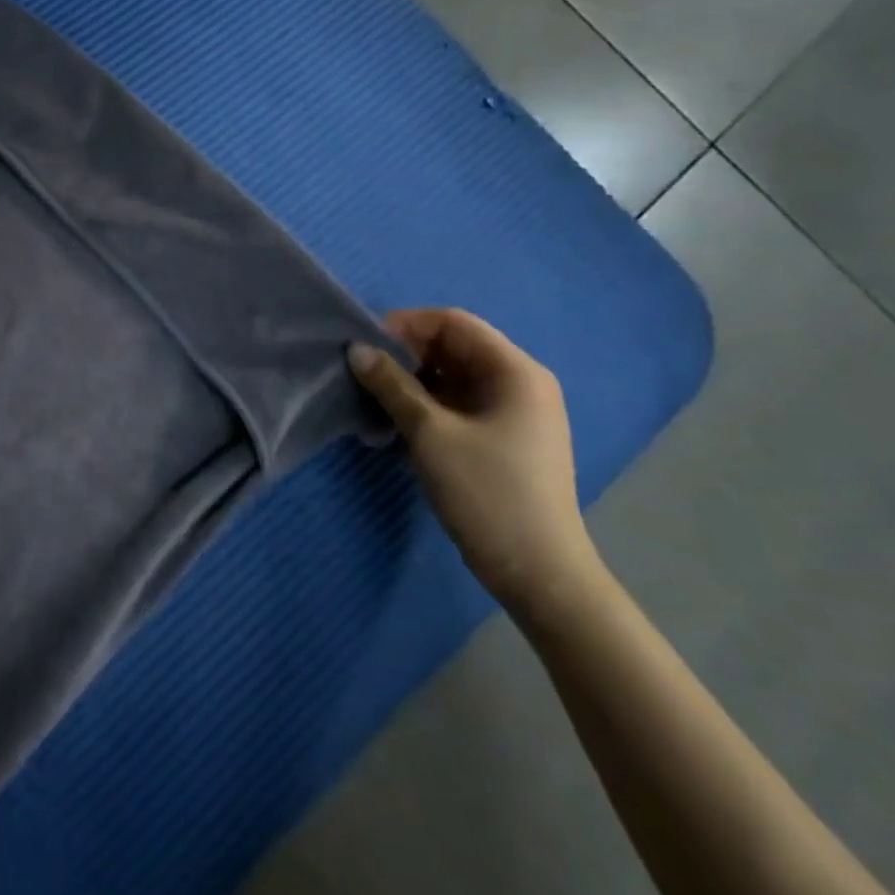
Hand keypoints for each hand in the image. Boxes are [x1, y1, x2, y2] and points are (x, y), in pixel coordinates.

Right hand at [349, 308, 598, 618]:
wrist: (537, 572)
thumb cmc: (486, 492)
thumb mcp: (430, 433)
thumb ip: (391, 385)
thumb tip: (356, 349)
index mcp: (515, 371)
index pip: (453, 323)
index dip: (405, 325)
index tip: (364, 346)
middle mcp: (520, 383)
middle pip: (453, 347)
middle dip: (405, 355)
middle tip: (364, 374)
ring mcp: (514, 412)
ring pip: (452, 377)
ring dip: (411, 382)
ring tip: (374, 401)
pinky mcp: (503, 438)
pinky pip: (458, 404)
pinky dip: (426, 405)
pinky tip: (396, 425)